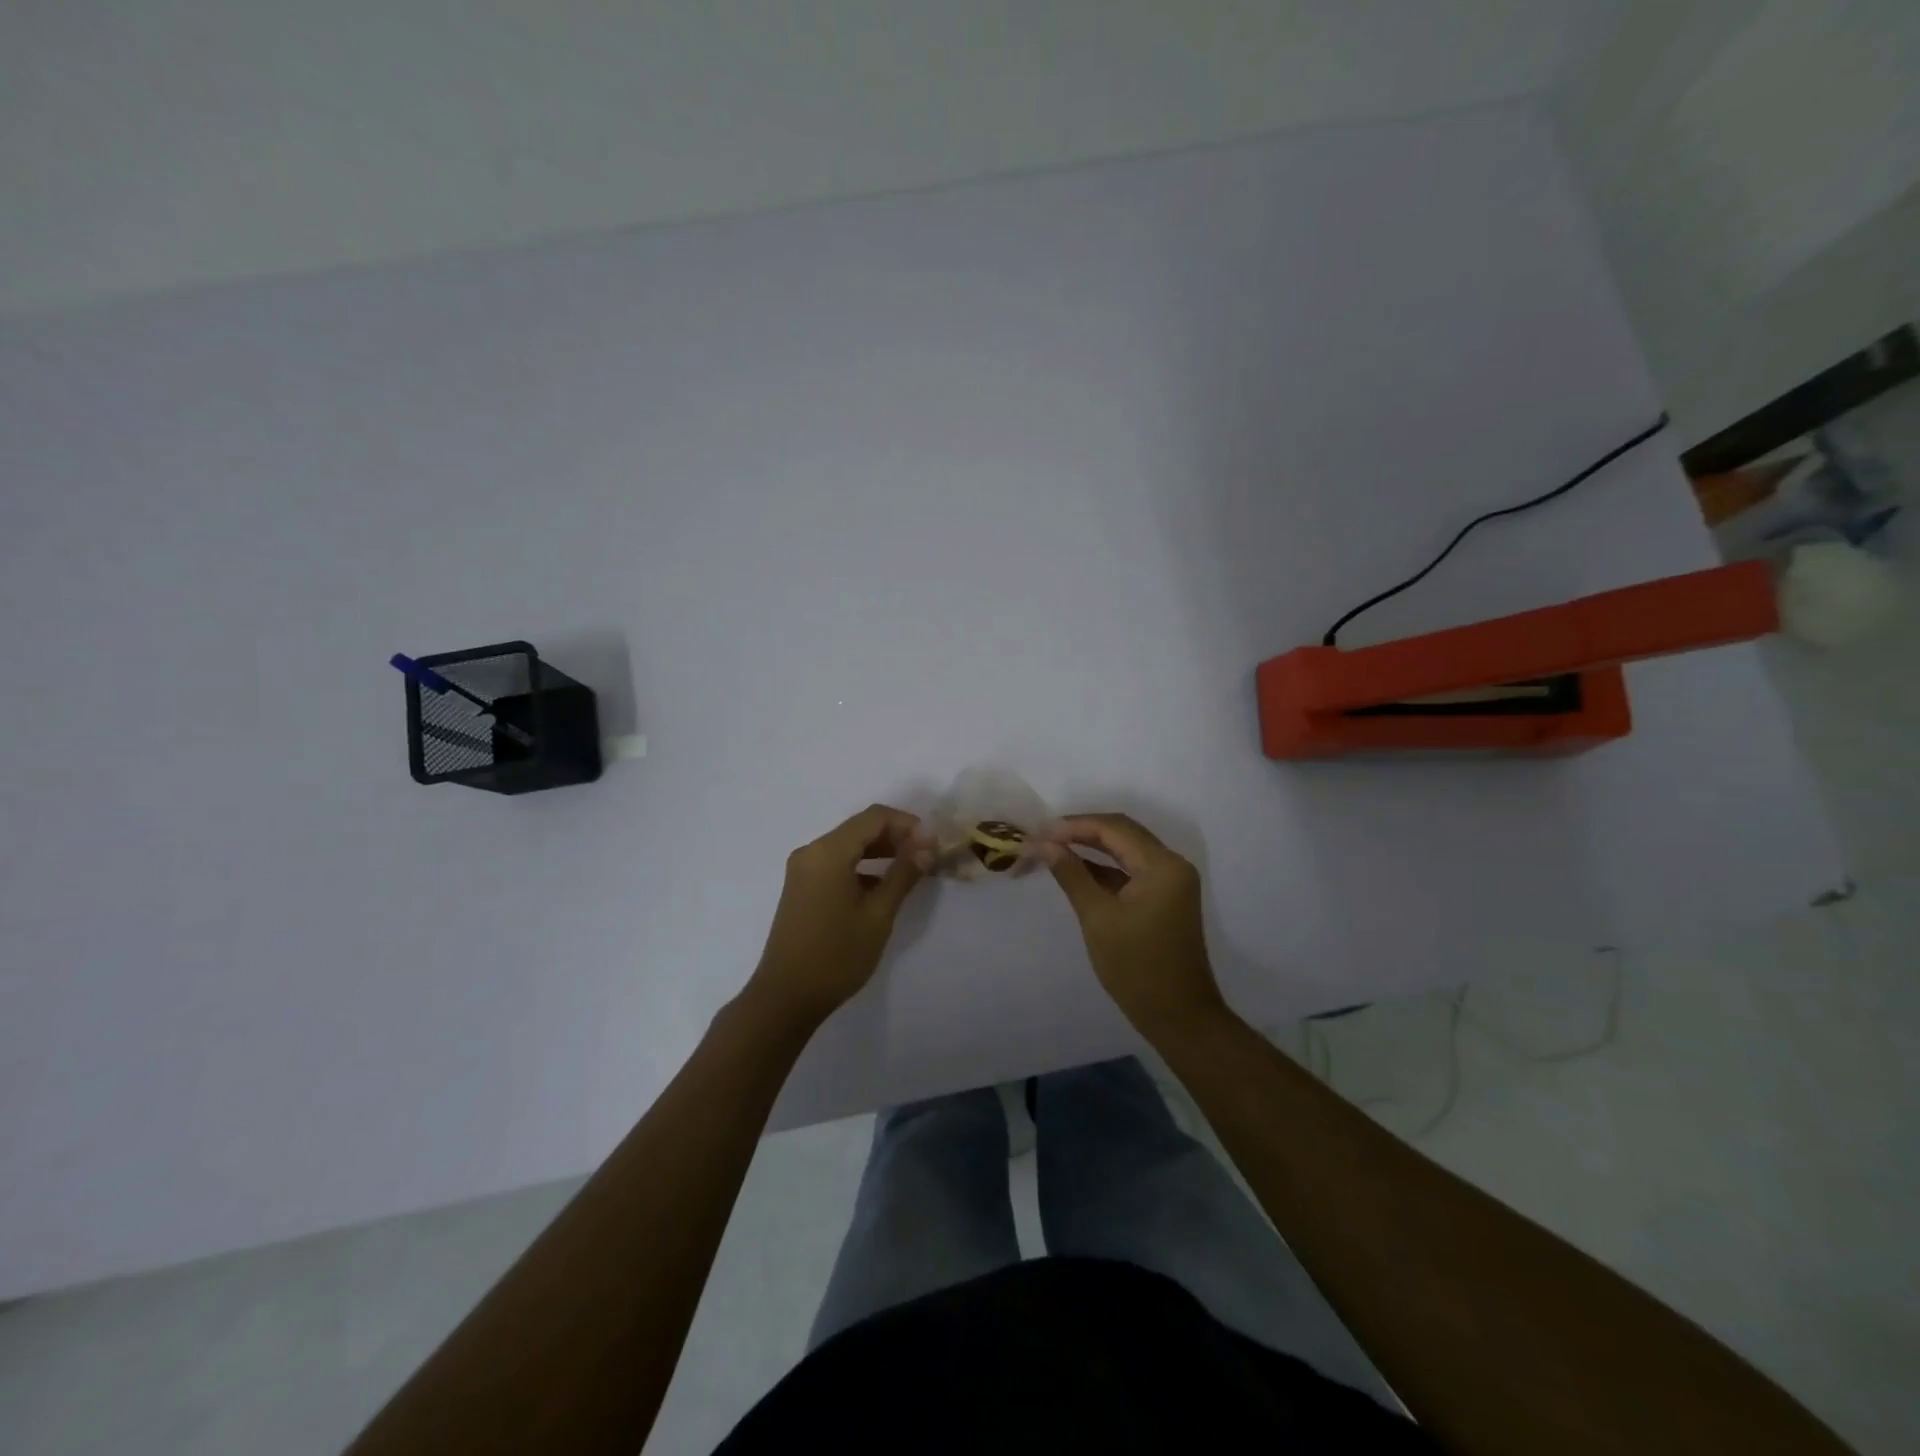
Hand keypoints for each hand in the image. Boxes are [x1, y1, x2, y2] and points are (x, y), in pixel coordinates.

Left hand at [745, 804, 926, 1026]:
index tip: (934, 844)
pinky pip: (837, 863)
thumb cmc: (836, 955)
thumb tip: (927, 845)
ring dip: (881, 851)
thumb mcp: (878, 915)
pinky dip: (863, 866)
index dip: (908, 824)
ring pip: (849, 845)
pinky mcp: (802, 887)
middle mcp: (812, 851)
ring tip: (913, 869)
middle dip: (896, 836)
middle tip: (928, 856)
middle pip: (860, 828)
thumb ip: (904, 874)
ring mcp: (803, 869)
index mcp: (828, 852)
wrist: (786, 997)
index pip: (874, 817)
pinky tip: (884, 886)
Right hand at [1041, 812, 1228, 1034]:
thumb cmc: (1136, 968)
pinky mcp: (1165, 896)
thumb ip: (1072, 875)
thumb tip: (1044, 844)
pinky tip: (1075, 868)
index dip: (1073, 825)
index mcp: (1162, 865)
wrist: (1178, 1016)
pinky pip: (1131, 869)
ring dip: (1091, 846)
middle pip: (1122, 832)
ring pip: (1126, 849)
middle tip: (1043, 837)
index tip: (1039, 832)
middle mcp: (1171, 864)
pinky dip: (1104, 867)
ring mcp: (1170, 880)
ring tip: (1052, 848)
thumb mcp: (1098, 918)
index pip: (1113, 828)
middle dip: (1081, 831)